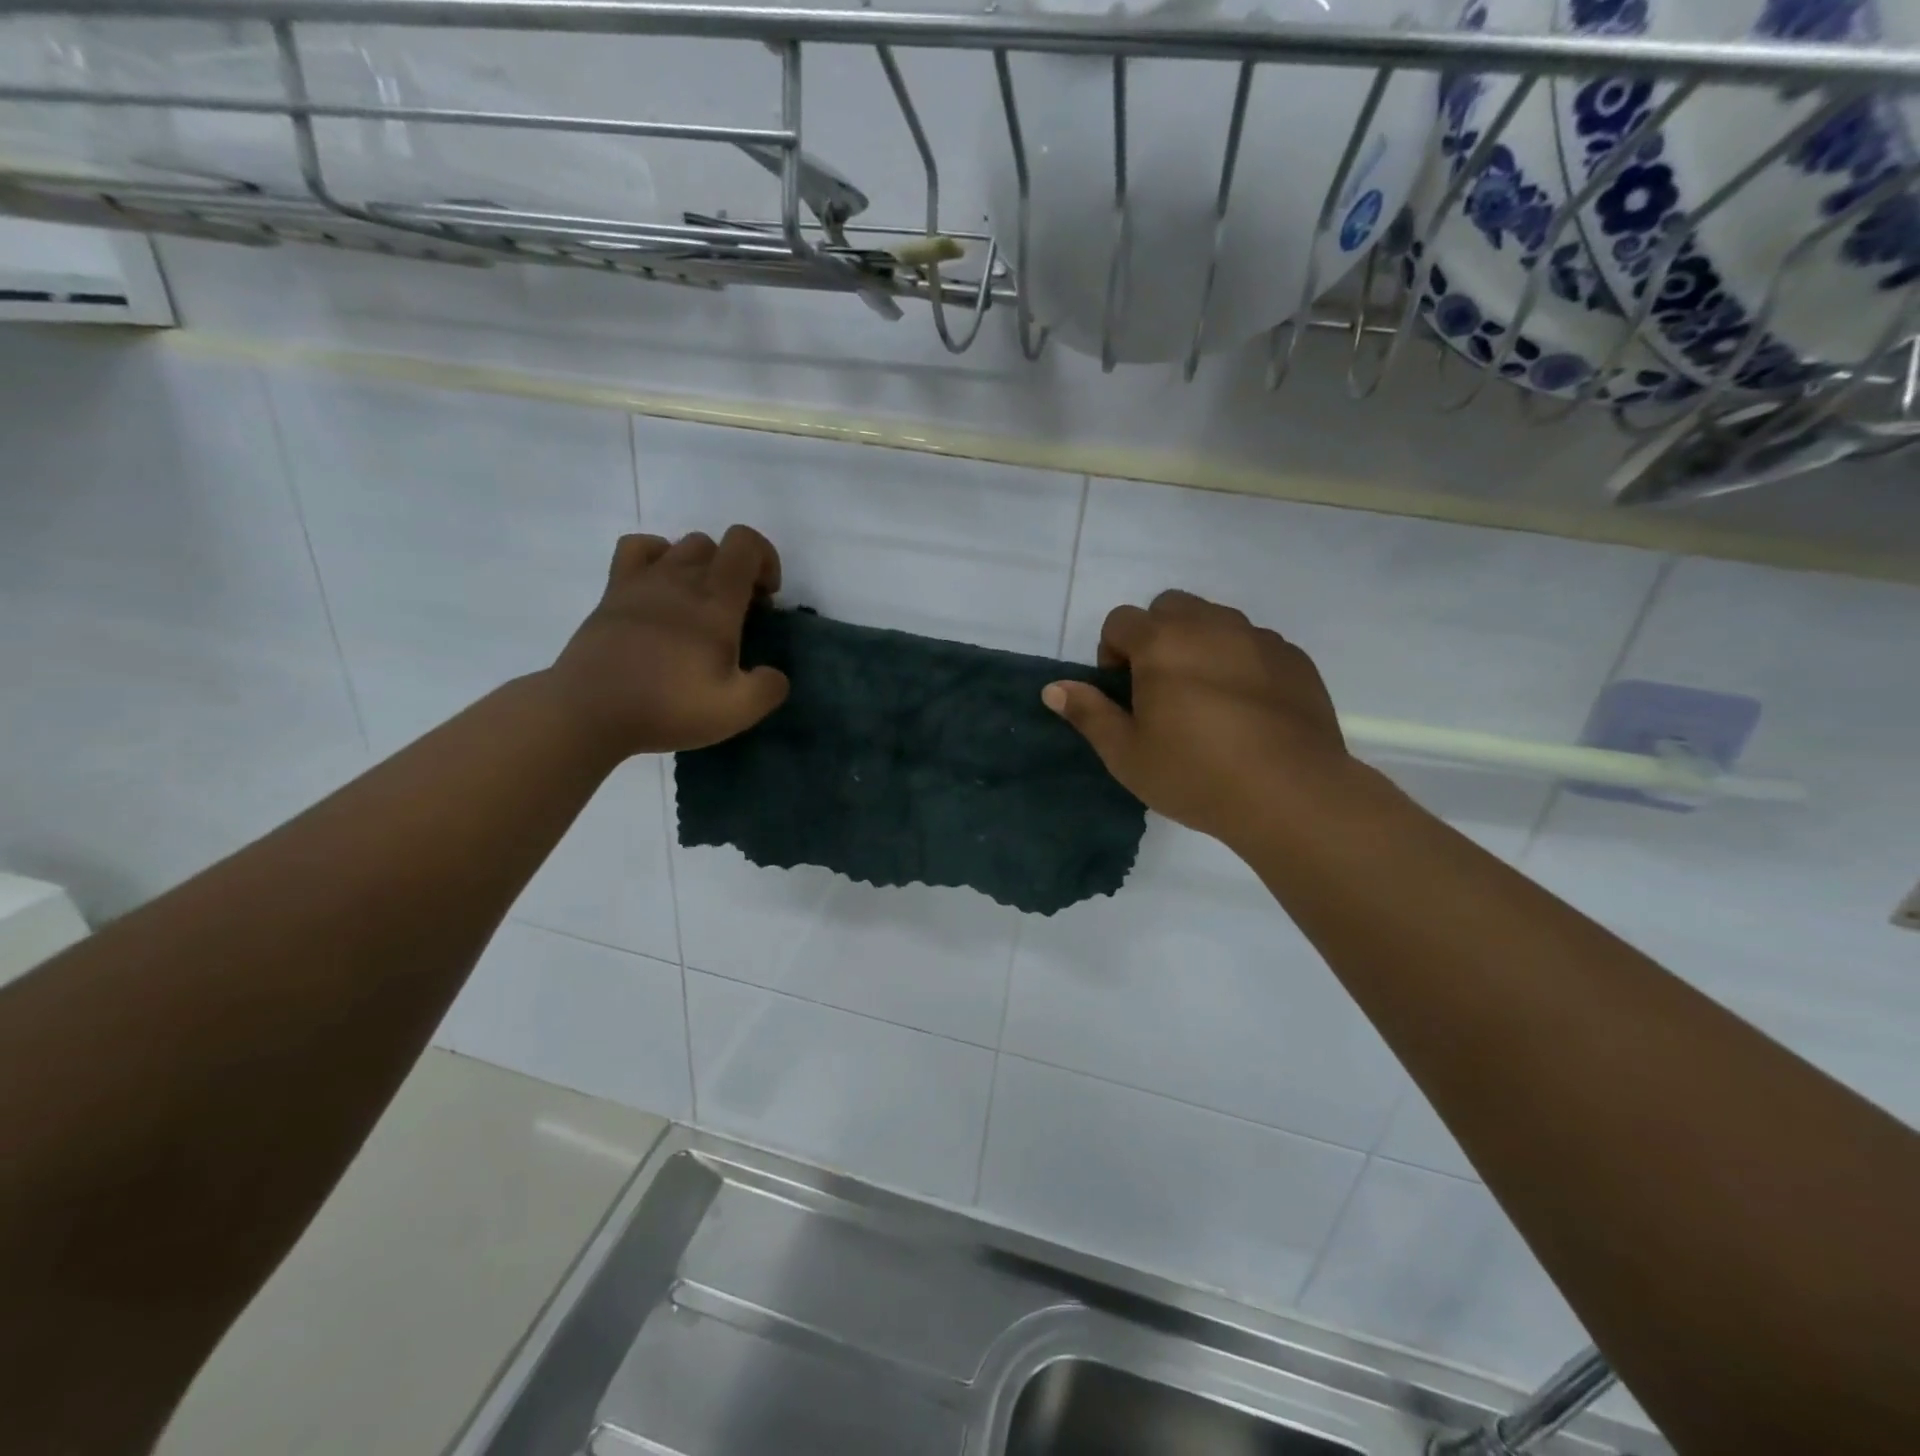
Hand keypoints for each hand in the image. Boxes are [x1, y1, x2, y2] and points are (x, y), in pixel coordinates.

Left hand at [545, 527, 789, 758]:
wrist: (590, 711)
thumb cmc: (669, 706)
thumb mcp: (737, 710)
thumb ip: (769, 688)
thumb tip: (774, 674)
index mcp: (716, 600)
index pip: (745, 543)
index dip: (766, 560)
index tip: (766, 600)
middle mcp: (680, 578)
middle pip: (714, 545)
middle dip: (735, 570)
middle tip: (736, 614)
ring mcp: (642, 581)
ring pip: (679, 545)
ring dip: (699, 567)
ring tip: (698, 607)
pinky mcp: (613, 593)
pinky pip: (637, 549)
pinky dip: (655, 558)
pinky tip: (659, 590)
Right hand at [1042, 590, 1350, 847]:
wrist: (1290, 794)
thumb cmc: (1195, 774)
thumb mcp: (1126, 754)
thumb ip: (1089, 713)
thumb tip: (1053, 688)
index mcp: (1161, 643)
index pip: (1121, 620)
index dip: (1112, 651)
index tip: (1123, 692)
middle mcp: (1210, 625)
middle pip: (1170, 607)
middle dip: (1156, 636)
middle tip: (1161, 688)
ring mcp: (1258, 638)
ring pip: (1216, 620)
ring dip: (1199, 643)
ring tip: (1206, 697)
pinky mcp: (1294, 658)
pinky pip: (1255, 643)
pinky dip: (1240, 661)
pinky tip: (1247, 708)